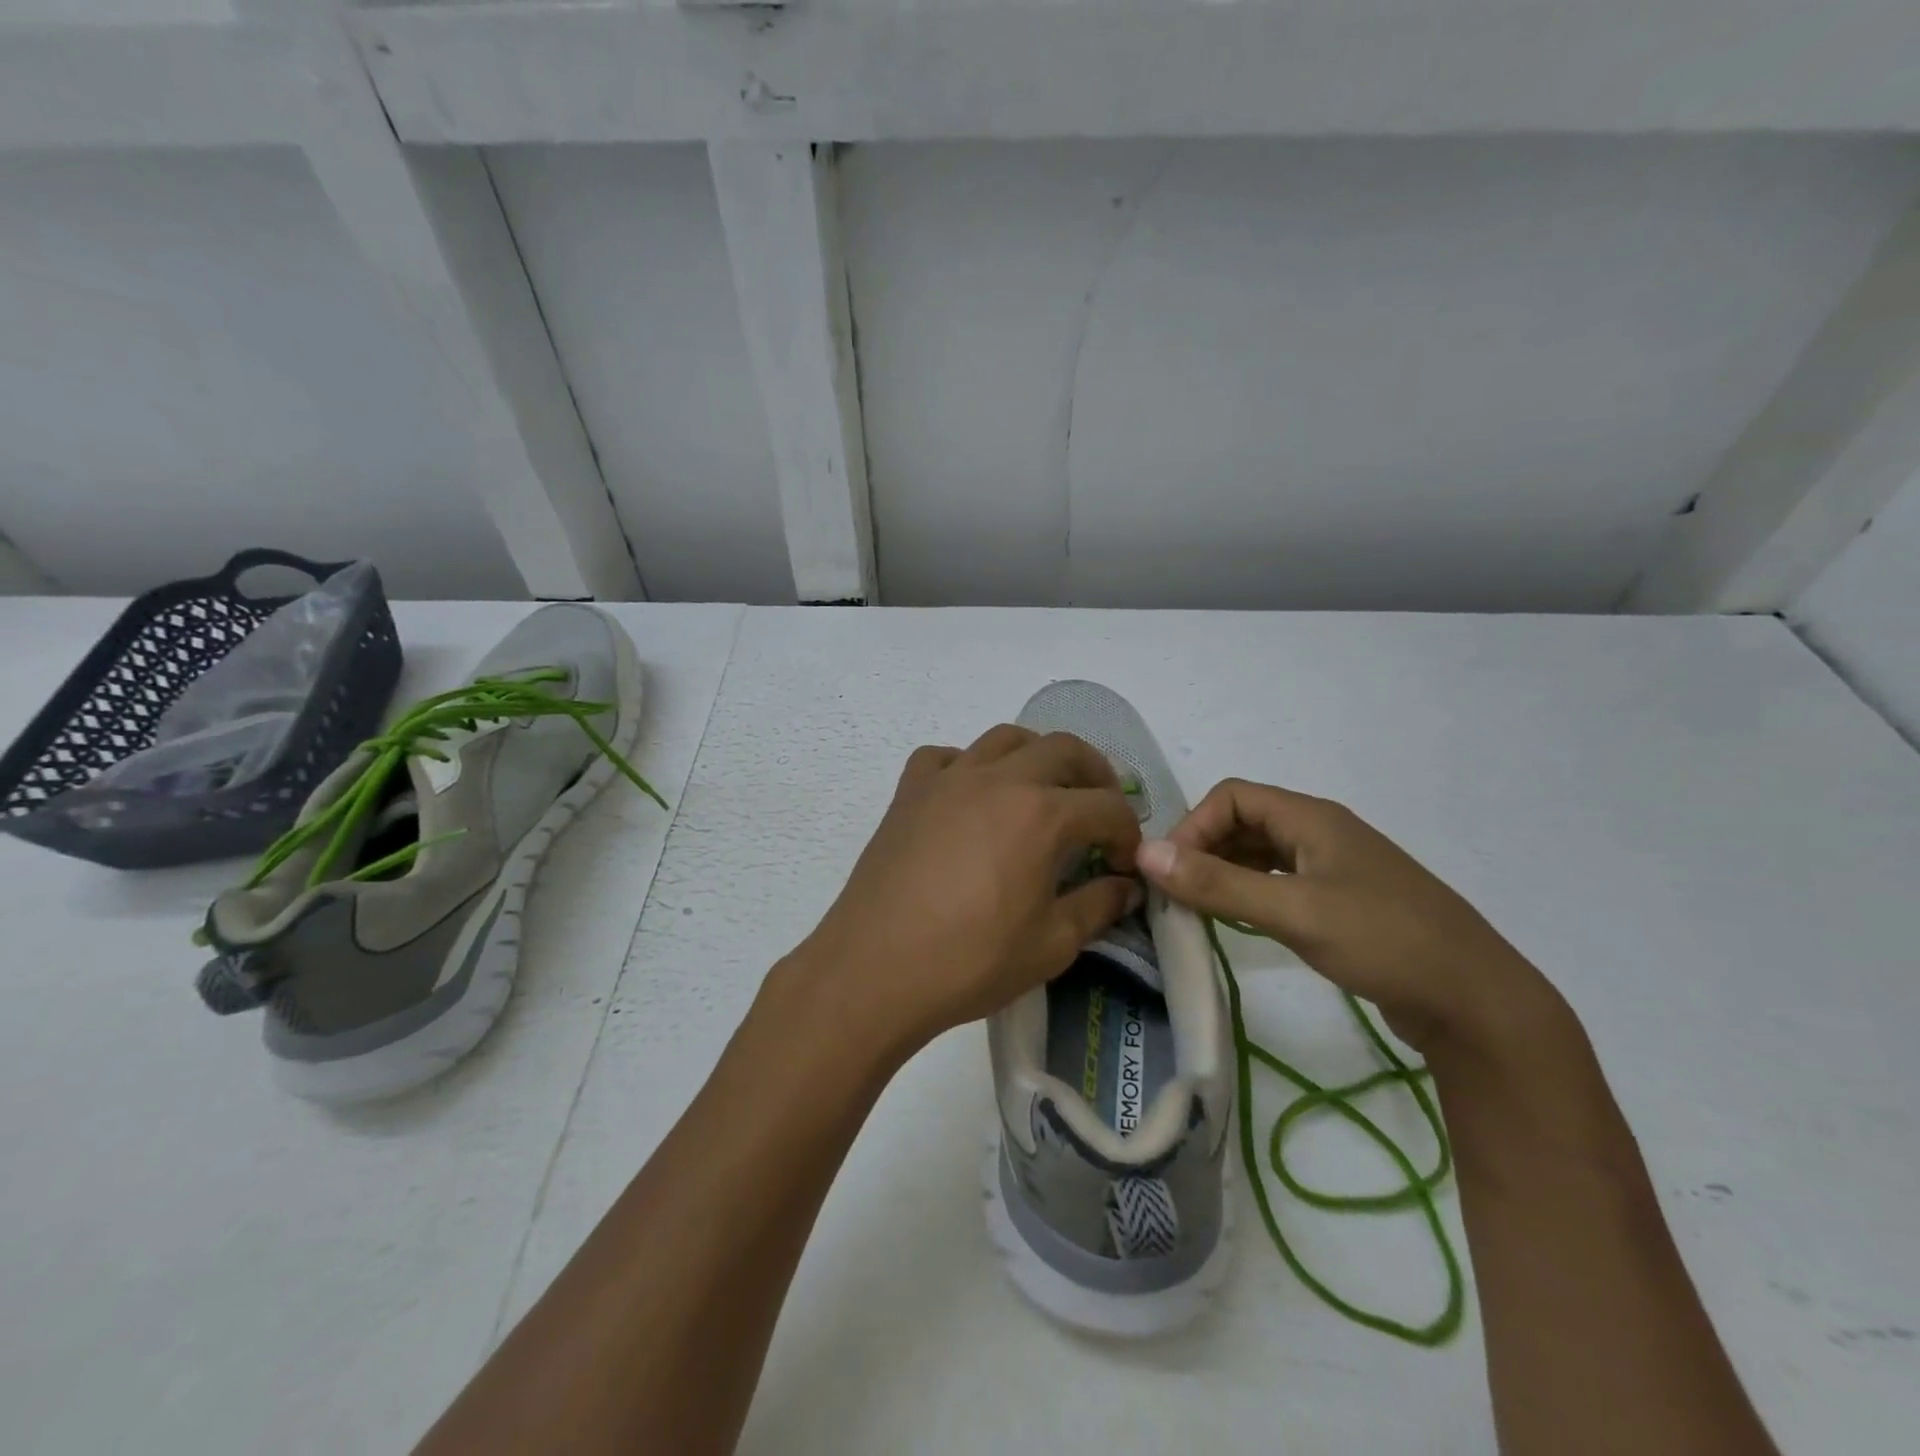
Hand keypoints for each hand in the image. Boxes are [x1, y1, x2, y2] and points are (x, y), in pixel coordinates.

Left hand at [790, 726, 1142, 1055]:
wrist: (875, 969)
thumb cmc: (970, 961)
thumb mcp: (1051, 945)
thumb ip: (1098, 906)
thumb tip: (1126, 886)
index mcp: (1042, 814)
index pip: (1107, 807)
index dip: (1128, 834)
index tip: (1125, 866)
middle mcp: (999, 779)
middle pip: (1064, 749)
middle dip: (1095, 776)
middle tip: (1099, 812)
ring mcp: (949, 779)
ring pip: (1006, 739)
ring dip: (1037, 756)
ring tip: (1043, 791)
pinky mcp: (910, 791)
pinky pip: (946, 757)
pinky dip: (968, 765)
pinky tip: (970, 796)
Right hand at [1136, 778, 1555, 1055]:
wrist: (1477, 1004)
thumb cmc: (1385, 942)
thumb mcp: (1294, 912)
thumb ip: (1218, 883)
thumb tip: (1144, 853)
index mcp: (1313, 818)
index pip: (1231, 797)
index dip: (1193, 827)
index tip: (1173, 873)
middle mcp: (1321, 833)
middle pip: (1244, 822)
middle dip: (1203, 850)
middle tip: (1177, 894)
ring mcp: (1334, 869)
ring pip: (1261, 854)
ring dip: (1224, 873)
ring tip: (1198, 909)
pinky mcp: (1342, 903)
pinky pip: (1280, 882)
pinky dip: (1249, 893)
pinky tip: (1238, 921)